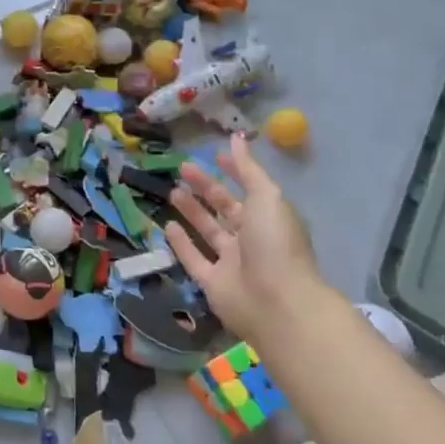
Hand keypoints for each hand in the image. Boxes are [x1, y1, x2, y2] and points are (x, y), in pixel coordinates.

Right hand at [165, 133, 327, 340]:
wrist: (277, 304)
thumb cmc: (275, 244)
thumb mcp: (266, 197)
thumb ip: (248, 170)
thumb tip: (236, 138)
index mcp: (269, 219)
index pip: (248, 190)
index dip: (234, 172)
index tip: (215, 155)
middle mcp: (251, 240)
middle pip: (225, 209)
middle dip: (206, 188)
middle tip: (182, 168)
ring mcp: (232, 263)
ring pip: (208, 232)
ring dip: (192, 212)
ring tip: (172, 191)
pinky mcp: (213, 284)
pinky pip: (194, 259)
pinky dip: (181, 243)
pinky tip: (166, 225)